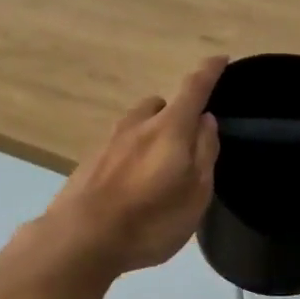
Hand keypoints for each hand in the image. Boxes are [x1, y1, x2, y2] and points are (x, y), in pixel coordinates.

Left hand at [36, 56, 227, 276]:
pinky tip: (132, 184)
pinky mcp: (89, 162)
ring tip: (158, 167)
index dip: (209, 71)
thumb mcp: (195, 193)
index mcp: (169, 128)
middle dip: (176, 113)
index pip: (194, 88)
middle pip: (161, 105)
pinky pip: (119, 146)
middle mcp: (137, 125)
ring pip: (137, 124)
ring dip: (151, 133)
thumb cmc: (150, 220)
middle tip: (187, 142)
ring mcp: (109, 142)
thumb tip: (206, 120)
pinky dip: (132, 154)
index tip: (220, 59)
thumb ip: (205, 152)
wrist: (79, 240)